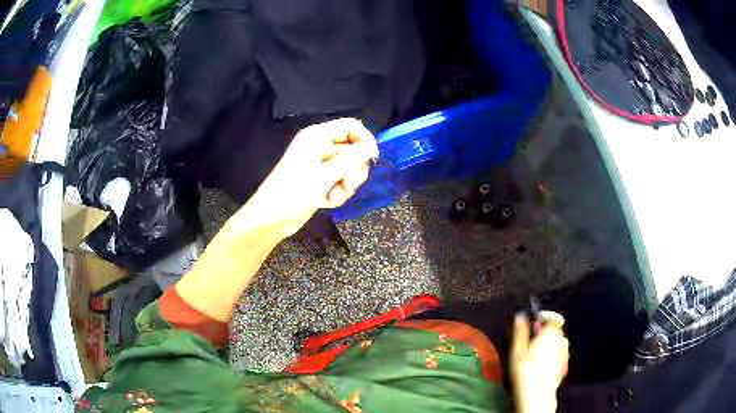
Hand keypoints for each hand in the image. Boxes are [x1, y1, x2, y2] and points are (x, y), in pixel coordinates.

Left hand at [244, 118, 378, 237]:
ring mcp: (320, 165)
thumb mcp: (326, 175)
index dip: (364, 140)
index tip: (371, 158)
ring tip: (334, 197)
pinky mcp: (320, 181)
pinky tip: (327, 202)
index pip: (351, 126)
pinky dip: (338, 192)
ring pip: (349, 169)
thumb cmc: (294, 192)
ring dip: (346, 185)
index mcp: (318, 136)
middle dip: (353, 170)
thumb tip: (374, 146)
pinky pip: (340, 182)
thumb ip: (352, 158)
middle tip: (347, 185)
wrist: (270, 219)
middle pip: (353, 150)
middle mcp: (320, 146)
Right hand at [511, 311, 568, 412]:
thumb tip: (520, 318)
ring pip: (558, 343)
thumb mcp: (517, 350)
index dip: (544, 318)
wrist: (536, 394)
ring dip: (550, 344)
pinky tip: (542, 364)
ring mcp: (563, 354)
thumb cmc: (526, 372)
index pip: (553, 318)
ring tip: (536, 353)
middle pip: (556, 331)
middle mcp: (560, 342)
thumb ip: (520, 332)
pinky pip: (559, 355)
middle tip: (532, 340)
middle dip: (546, 332)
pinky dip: (552, 355)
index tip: (535, 322)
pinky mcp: (563, 366)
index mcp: (550, 334)